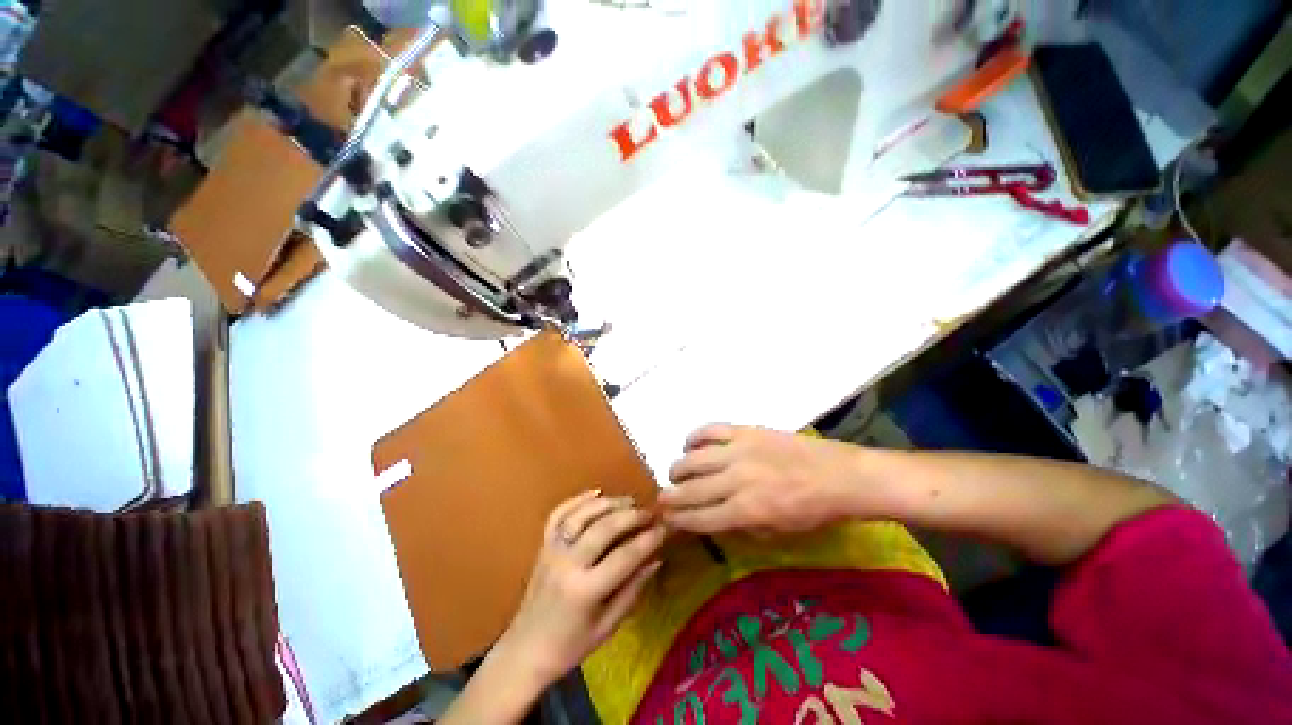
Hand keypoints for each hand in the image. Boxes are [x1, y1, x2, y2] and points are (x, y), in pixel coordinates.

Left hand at [499, 490, 665, 685]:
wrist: (526, 650)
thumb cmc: (571, 645)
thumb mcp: (608, 626)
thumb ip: (633, 590)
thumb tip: (657, 559)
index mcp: (585, 591)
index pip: (624, 557)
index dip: (648, 540)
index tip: (664, 528)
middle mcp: (567, 564)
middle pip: (603, 528)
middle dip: (631, 516)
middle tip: (649, 512)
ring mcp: (552, 550)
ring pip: (582, 515)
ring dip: (608, 503)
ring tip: (628, 501)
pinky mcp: (543, 544)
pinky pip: (559, 513)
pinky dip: (578, 499)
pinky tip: (597, 493)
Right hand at [660, 424, 874, 535]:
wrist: (839, 476)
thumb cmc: (812, 511)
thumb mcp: (777, 532)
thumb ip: (741, 526)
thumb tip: (713, 519)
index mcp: (747, 510)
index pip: (700, 518)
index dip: (679, 520)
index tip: (666, 518)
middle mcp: (737, 479)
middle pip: (692, 489)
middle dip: (671, 495)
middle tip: (662, 497)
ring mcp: (740, 450)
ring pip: (694, 458)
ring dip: (679, 467)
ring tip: (675, 472)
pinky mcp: (746, 431)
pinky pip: (711, 430)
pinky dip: (695, 436)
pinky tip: (690, 444)